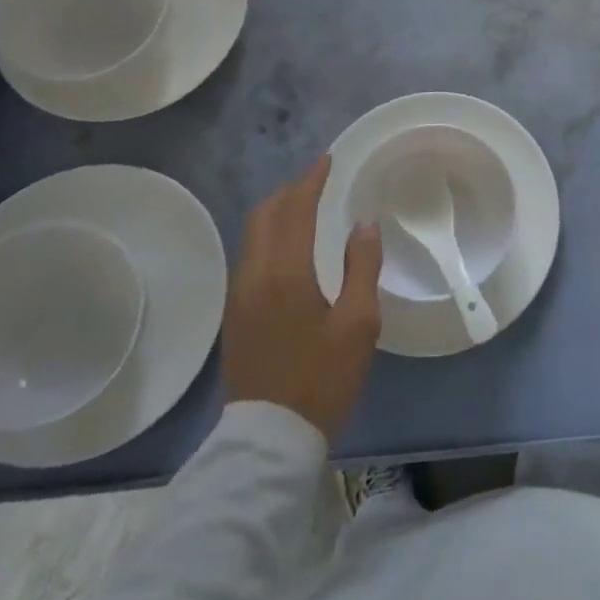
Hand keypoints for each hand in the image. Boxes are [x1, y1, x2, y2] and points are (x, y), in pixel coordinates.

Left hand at [221, 155, 382, 441]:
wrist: (270, 440)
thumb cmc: (322, 378)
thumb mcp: (358, 324)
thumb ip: (362, 267)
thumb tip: (364, 224)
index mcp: (284, 274)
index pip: (294, 210)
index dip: (311, 181)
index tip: (327, 160)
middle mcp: (253, 276)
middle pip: (264, 216)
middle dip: (289, 192)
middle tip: (317, 182)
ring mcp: (238, 297)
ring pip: (252, 236)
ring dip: (277, 214)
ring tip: (306, 208)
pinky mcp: (235, 316)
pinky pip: (250, 257)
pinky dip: (270, 237)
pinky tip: (290, 248)